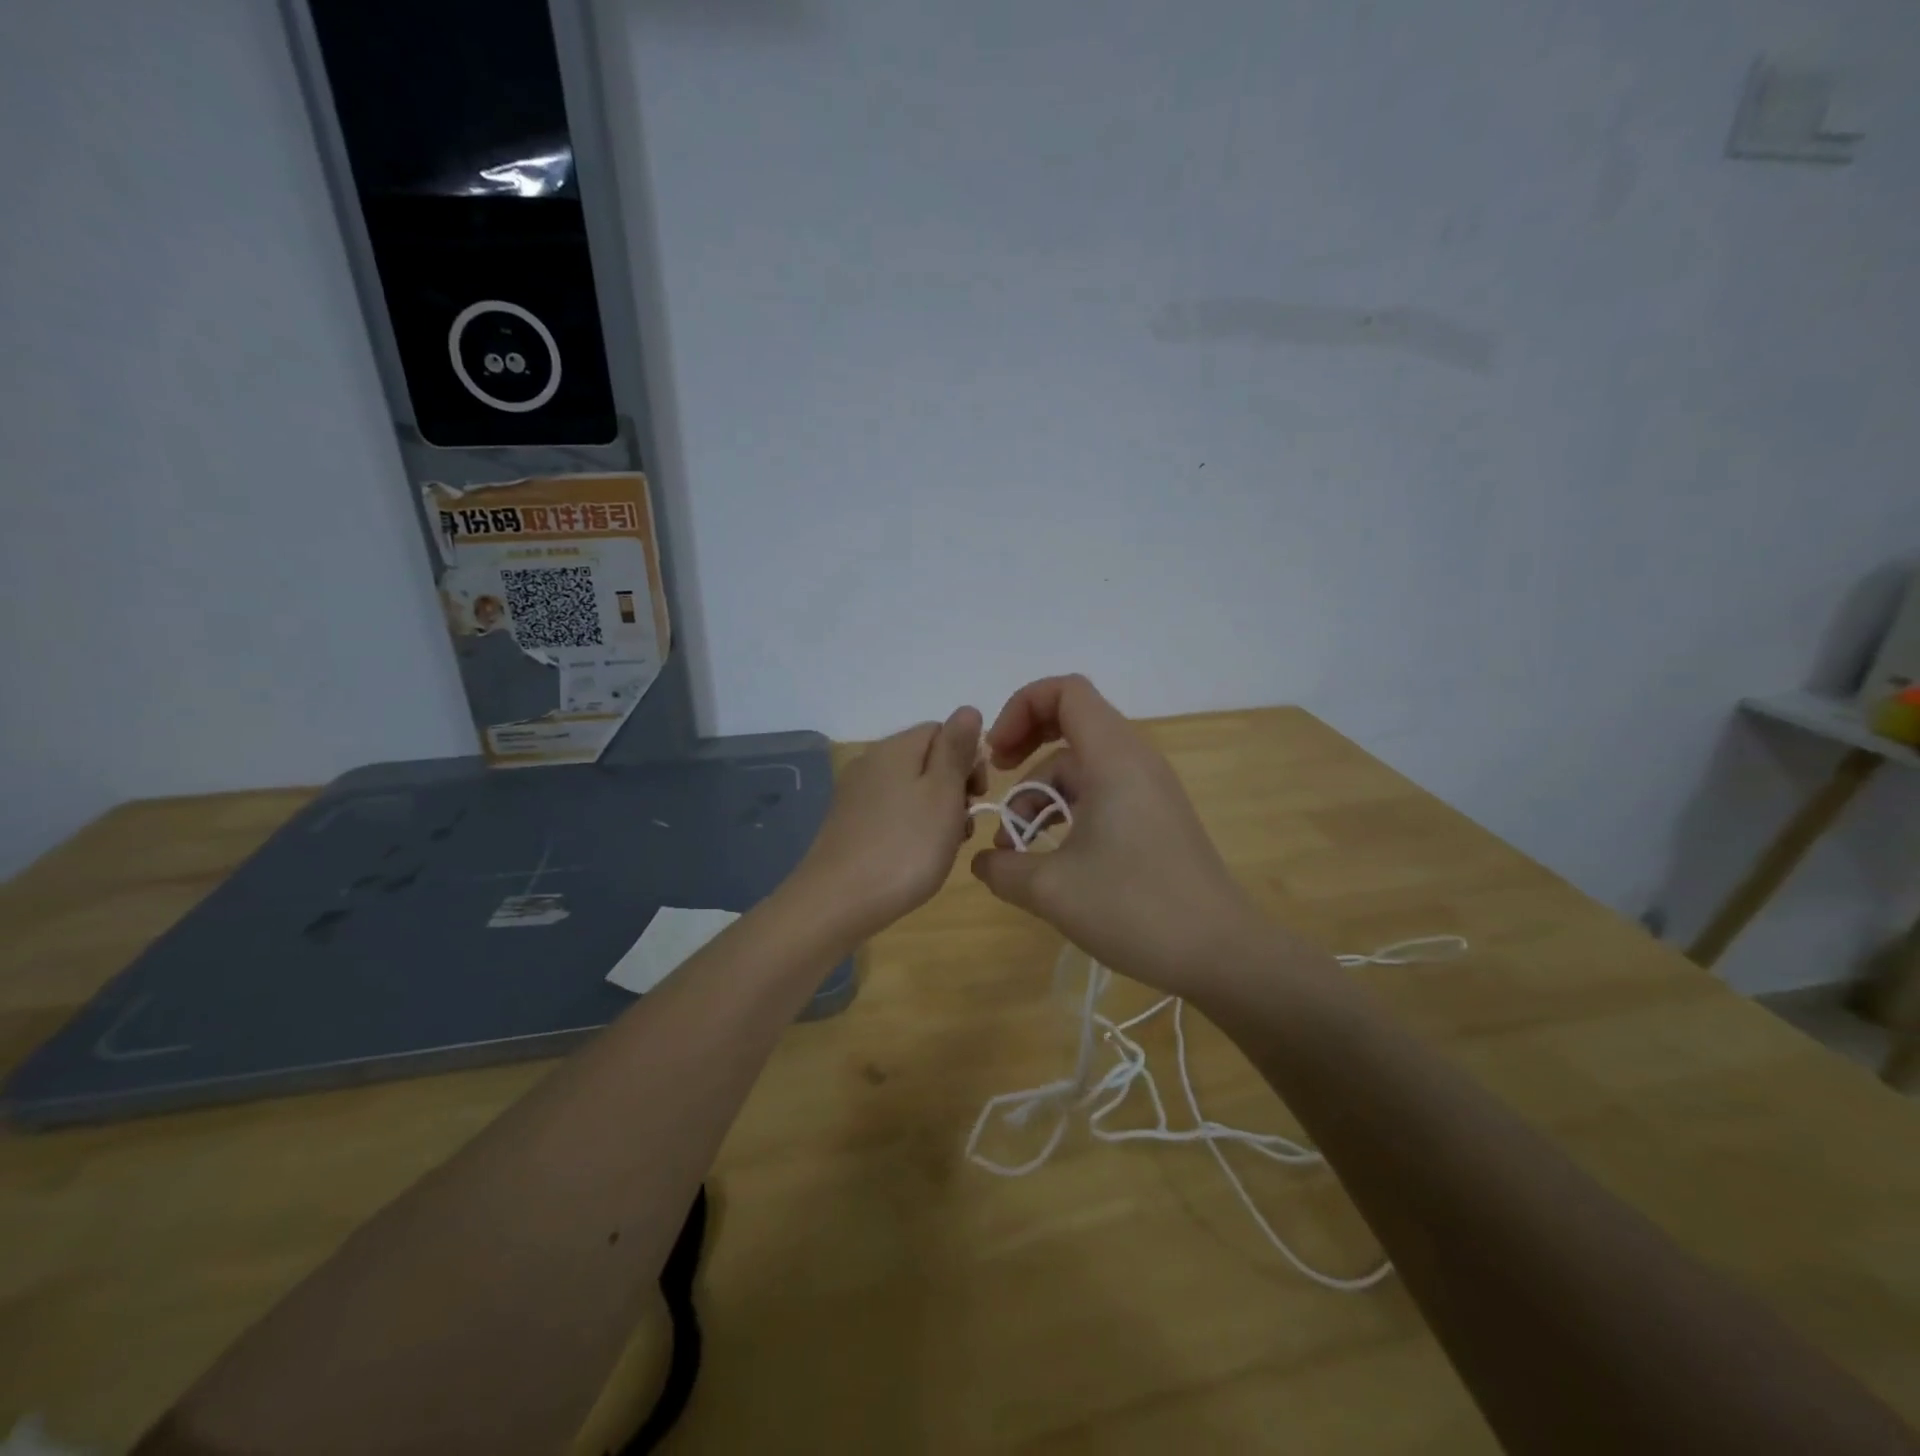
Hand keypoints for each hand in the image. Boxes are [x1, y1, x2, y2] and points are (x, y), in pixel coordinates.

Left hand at [796, 706, 985, 941]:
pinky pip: (891, 812)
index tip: (978, 796)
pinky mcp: (847, 824)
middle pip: (926, 759)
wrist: (837, 902)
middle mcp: (870, 762)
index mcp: (895, 748)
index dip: (968, 759)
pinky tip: (916, 856)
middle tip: (963, 825)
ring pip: (910, 789)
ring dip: (936, 811)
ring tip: (944, 847)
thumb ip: (956, 749)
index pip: (942, 731)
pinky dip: (911, 827)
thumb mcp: (943, 793)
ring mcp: (855, 794)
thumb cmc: (905, 847)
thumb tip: (967, 710)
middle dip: (953, 787)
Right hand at [970, 675, 1276, 997]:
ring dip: (1041, 795)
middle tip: (997, 781)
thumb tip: (983, 863)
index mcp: (1114, 757)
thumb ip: (1002, 869)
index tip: (997, 756)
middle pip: (1071, 725)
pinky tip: (1048, 858)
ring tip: (1014, 849)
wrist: (1220, 953)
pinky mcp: (1154, 819)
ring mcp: (1148, 790)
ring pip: (1081, 768)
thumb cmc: (1134, 907)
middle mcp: (1134, 761)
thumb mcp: (1051, 889)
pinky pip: (1100, 794)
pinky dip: (1067, 812)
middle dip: (1025, 748)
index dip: (1020, 708)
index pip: (1066, 692)